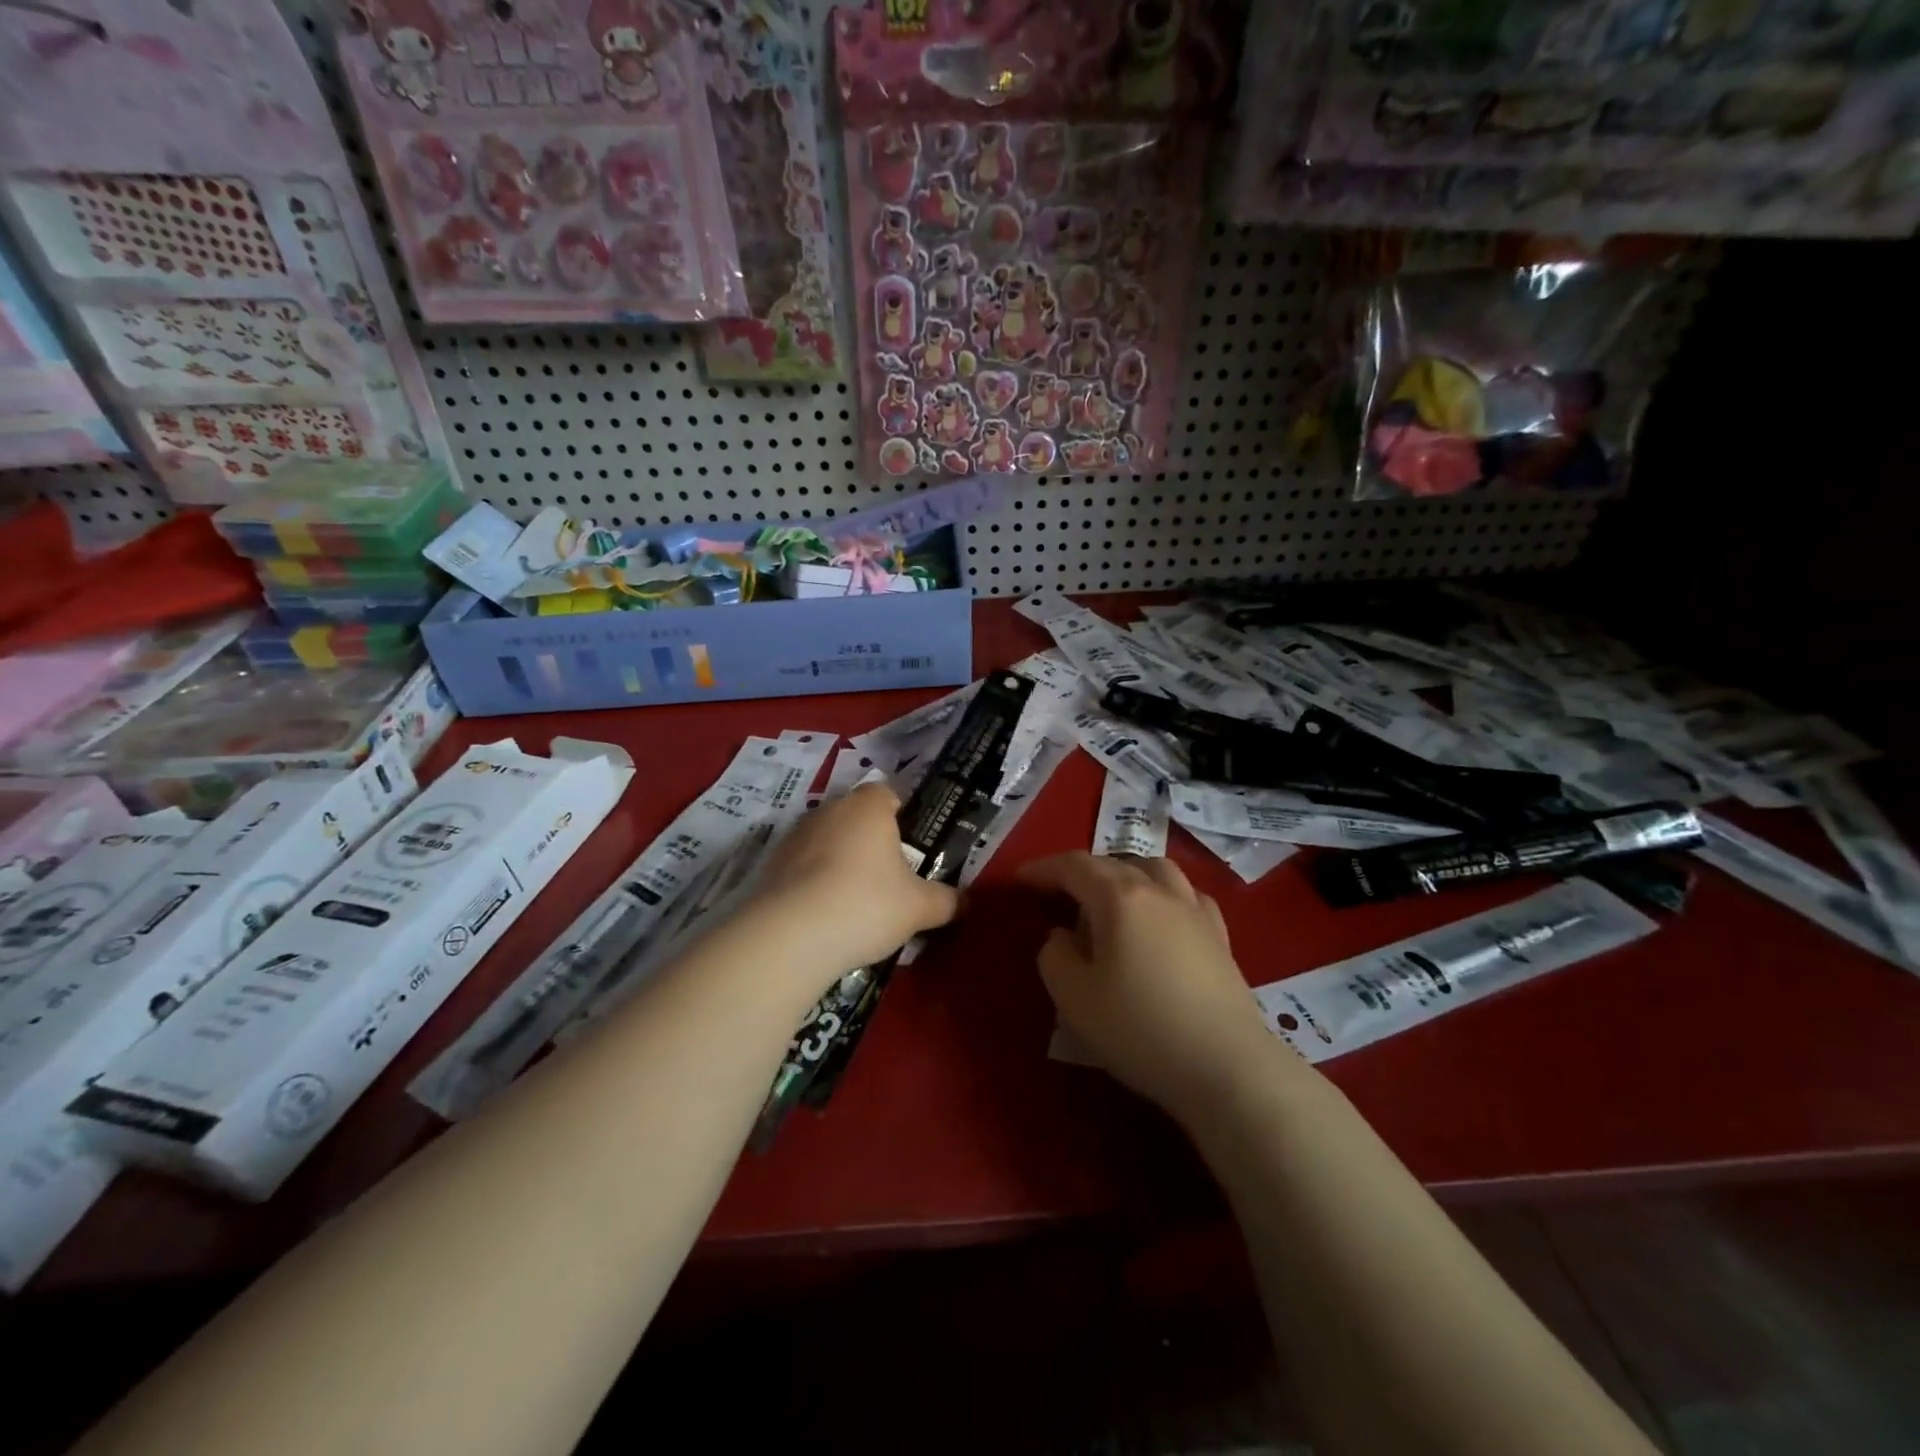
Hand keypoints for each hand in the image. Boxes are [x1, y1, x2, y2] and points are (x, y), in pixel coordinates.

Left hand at [748, 783, 959, 990]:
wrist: (790, 936)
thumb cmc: (867, 905)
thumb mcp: (919, 908)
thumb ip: (946, 901)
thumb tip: (964, 902)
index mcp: (868, 807)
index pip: (887, 794)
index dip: (902, 817)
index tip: (910, 848)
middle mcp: (829, 810)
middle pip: (856, 818)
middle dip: (871, 842)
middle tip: (888, 880)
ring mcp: (795, 836)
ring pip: (827, 841)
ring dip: (839, 862)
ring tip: (853, 903)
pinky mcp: (770, 865)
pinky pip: (802, 867)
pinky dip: (813, 883)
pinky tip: (823, 916)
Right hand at [1019, 853, 1273, 1116]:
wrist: (1226, 1067)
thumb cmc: (1139, 1028)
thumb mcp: (1074, 997)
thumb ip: (1055, 956)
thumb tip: (1063, 937)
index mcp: (1119, 897)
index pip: (1074, 866)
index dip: (1043, 870)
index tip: (1020, 880)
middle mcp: (1159, 891)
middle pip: (1114, 863)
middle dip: (1081, 873)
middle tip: (1059, 896)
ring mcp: (1195, 911)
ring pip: (1156, 870)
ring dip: (1126, 874)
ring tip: (1110, 900)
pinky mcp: (1220, 938)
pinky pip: (1186, 896)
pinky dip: (1162, 895)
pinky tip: (1160, 919)